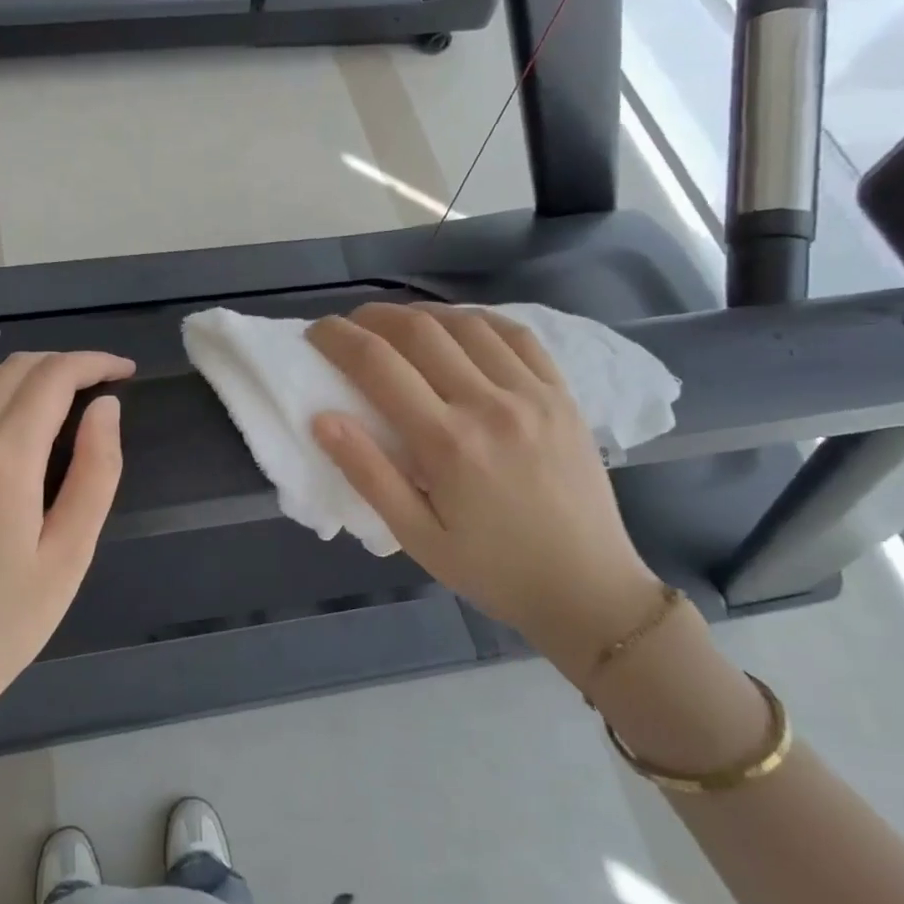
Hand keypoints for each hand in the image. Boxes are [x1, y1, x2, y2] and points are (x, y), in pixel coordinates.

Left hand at [0, 351, 133, 716]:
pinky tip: (1, 418)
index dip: (94, 363)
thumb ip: (96, 472)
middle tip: (101, 387)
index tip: (125, 371)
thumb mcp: (71, 554)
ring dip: (24, 374)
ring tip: (59, 400)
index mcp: (3, 460)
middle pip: (16, 368)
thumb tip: (105, 408)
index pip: (52, 377)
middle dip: (65, 365)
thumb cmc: (6, 622)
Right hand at [307, 303, 660, 684]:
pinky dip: (478, 321)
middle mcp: (489, 404)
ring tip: (398, 326)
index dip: (338, 338)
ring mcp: (532, 394)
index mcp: (447, 442)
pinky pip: (517, 335)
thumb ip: (368, 474)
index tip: (316, 332)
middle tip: (350, 326)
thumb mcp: (416, 536)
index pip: (378, 365)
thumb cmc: (491, 569)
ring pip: (467, 324)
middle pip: (420, 331)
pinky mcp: (562, 395)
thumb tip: (322, 419)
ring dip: (423, 314)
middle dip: (374, 317)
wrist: (587, 589)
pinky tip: (460, 328)